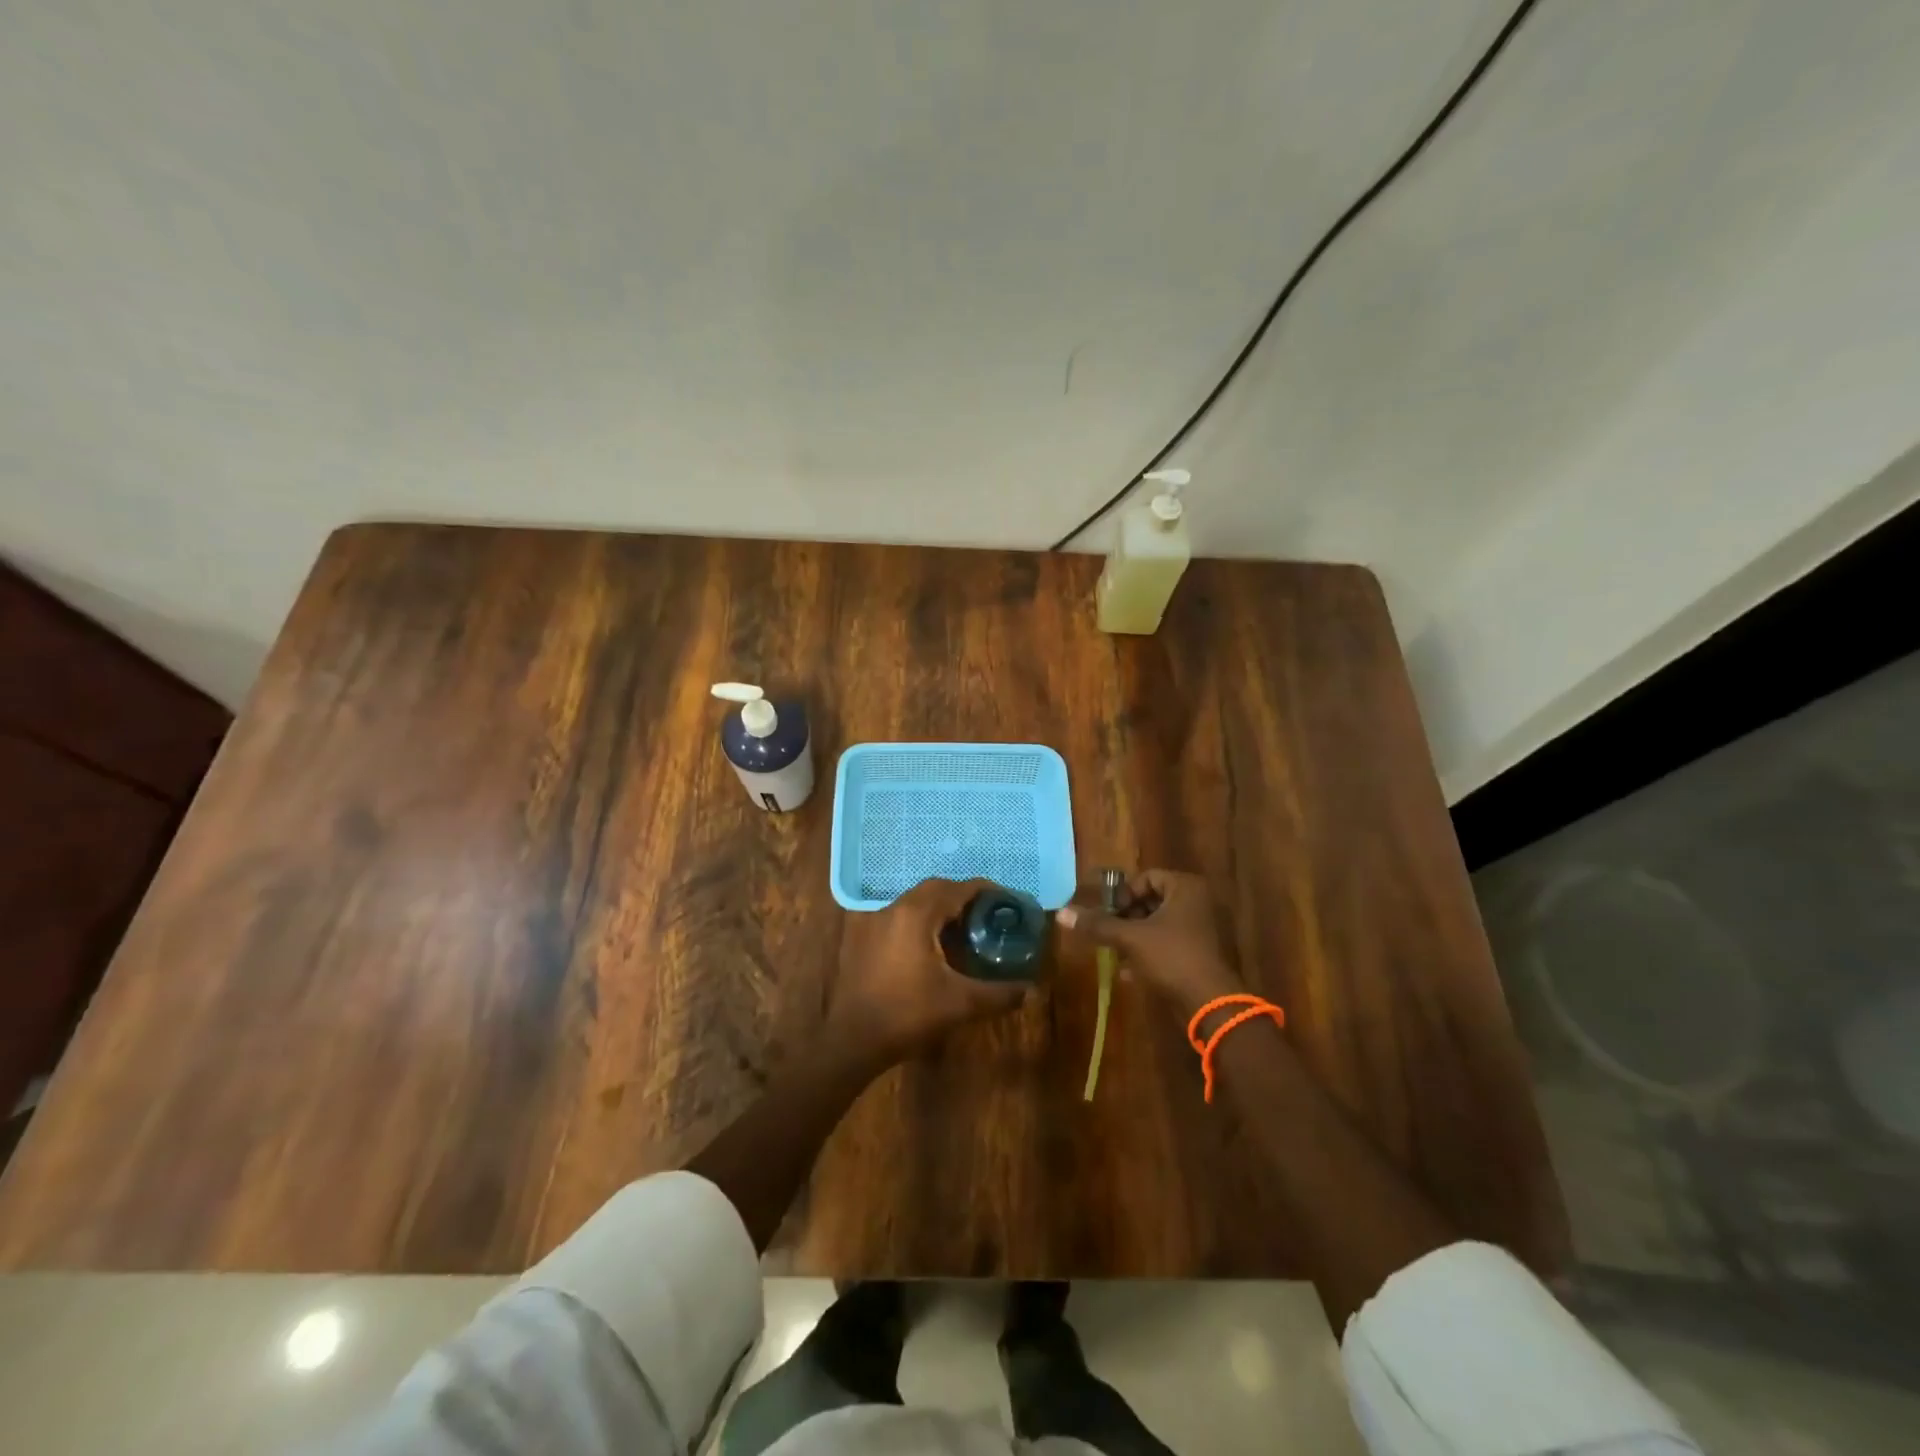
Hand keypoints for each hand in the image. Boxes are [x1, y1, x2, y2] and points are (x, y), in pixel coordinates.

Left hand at [830, 877, 1027, 1064]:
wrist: (853, 1040)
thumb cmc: (907, 1014)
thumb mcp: (960, 1004)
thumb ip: (998, 993)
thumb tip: (1030, 990)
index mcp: (917, 914)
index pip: (958, 888)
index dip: (987, 892)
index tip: (1009, 903)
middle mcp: (896, 909)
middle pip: (937, 889)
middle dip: (966, 897)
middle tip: (990, 915)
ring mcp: (878, 922)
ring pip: (917, 902)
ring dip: (944, 908)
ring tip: (969, 930)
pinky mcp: (868, 938)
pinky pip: (903, 916)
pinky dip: (925, 921)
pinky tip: (938, 947)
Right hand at [1058, 869, 1240, 1011]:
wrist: (1209, 1004)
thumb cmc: (1171, 958)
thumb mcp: (1130, 938)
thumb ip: (1097, 924)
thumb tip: (1061, 913)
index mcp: (1185, 888)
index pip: (1147, 877)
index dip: (1124, 894)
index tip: (1108, 913)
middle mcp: (1196, 902)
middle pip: (1151, 900)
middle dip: (1126, 917)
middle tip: (1107, 932)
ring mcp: (1200, 929)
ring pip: (1157, 925)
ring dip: (1133, 936)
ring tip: (1113, 952)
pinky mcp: (1199, 954)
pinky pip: (1167, 944)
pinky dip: (1147, 953)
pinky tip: (1128, 972)